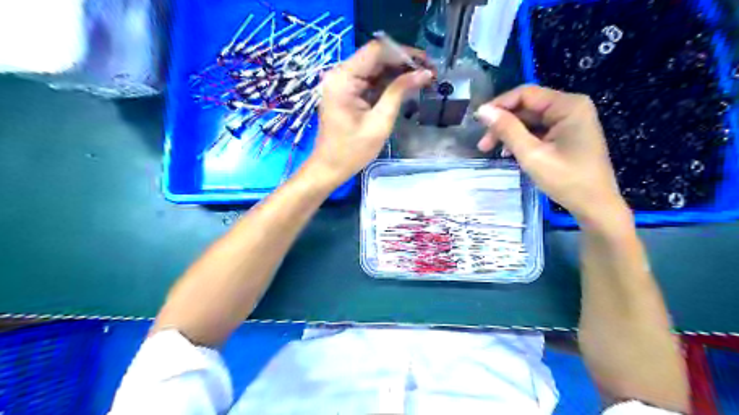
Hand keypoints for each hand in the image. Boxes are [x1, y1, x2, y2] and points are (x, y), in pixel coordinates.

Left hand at [307, 40, 434, 182]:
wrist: (330, 168)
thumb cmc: (352, 151)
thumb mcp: (379, 122)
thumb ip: (399, 92)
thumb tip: (424, 73)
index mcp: (343, 79)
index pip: (376, 51)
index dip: (403, 52)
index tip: (426, 62)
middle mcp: (340, 74)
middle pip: (376, 57)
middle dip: (403, 62)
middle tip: (430, 72)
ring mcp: (343, 83)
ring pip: (375, 67)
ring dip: (398, 72)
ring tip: (423, 78)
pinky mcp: (347, 92)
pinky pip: (371, 80)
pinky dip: (389, 82)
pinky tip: (407, 86)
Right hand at [473, 84, 628, 225]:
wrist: (595, 206)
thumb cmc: (566, 180)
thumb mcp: (532, 154)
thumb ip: (507, 130)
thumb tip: (483, 111)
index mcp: (567, 105)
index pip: (525, 94)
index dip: (499, 105)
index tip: (478, 121)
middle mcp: (570, 107)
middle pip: (527, 107)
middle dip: (502, 123)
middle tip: (482, 144)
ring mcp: (570, 121)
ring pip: (530, 120)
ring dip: (509, 133)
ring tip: (490, 150)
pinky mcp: (567, 135)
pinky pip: (538, 130)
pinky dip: (521, 139)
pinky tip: (509, 153)